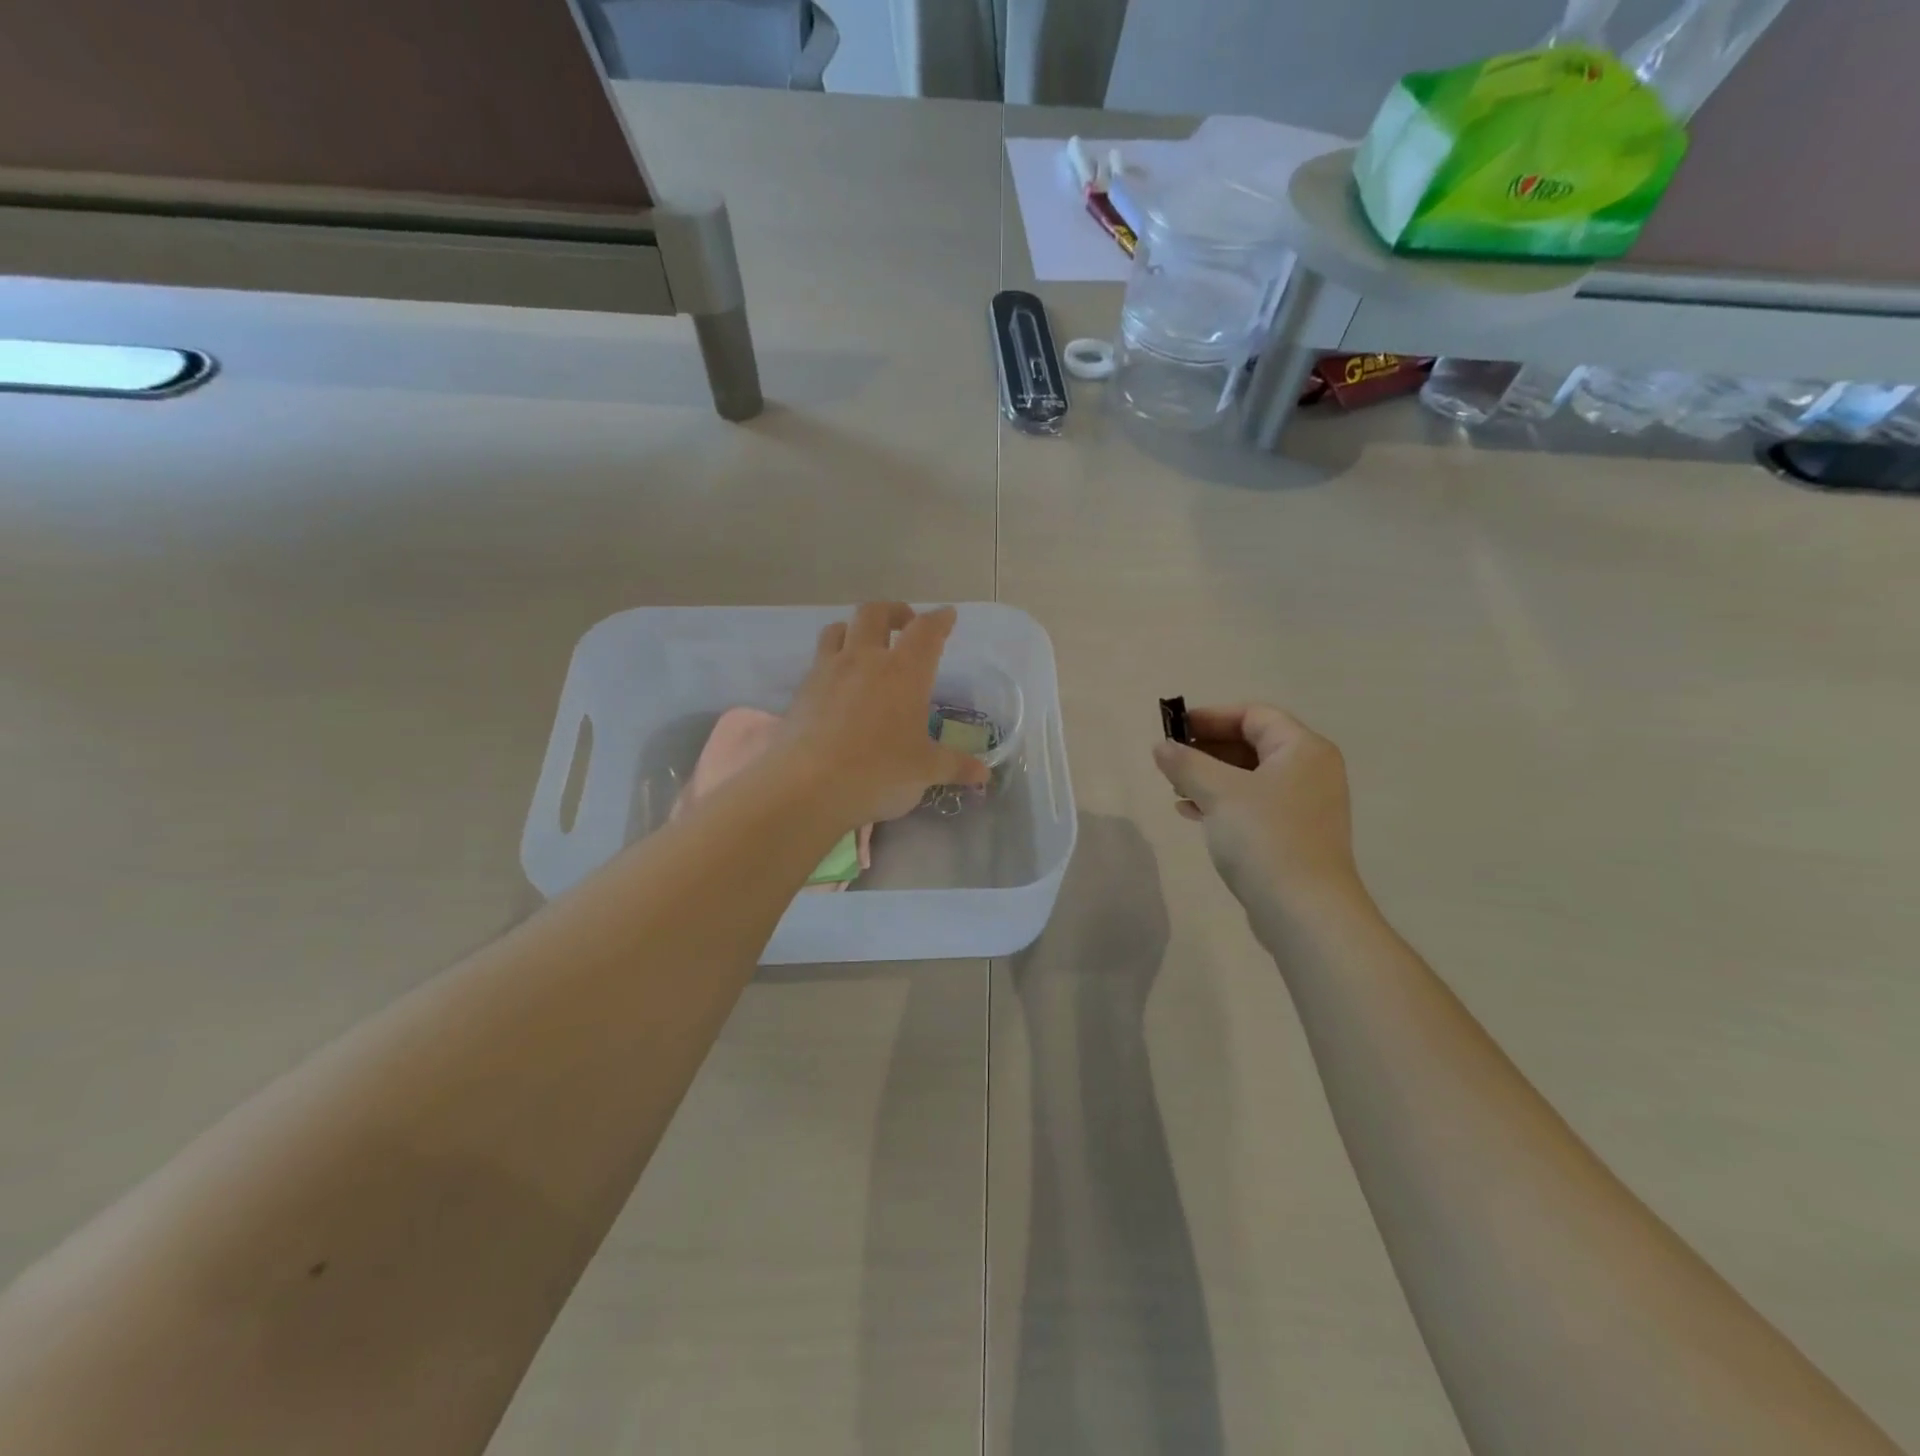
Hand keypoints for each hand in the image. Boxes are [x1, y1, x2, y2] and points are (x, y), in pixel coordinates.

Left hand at [775, 603, 990, 827]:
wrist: (807, 786)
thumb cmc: (878, 772)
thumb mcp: (924, 771)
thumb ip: (954, 766)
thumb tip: (983, 774)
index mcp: (904, 672)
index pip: (926, 631)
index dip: (939, 620)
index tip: (947, 616)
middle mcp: (865, 660)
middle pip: (875, 613)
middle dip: (893, 611)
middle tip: (905, 623)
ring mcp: (828, 671)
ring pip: (838, 628)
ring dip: (855, 629)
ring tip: (865, 645)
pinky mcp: (802, 690)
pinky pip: (819, 660)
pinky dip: (832, 660)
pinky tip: (838, 684)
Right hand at [1151, 703, 1365, 915]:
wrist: (1304, 911)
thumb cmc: (1264, 838)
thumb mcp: (1218, 792)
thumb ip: (1186, 763)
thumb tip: (1162, 747)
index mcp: (1302, 749)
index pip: (1253, 715)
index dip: (1210, 717)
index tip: (1173, 728)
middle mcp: (1310, 771)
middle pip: (1252, 744)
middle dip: (1207, 749)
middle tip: (1170, 759)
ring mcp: (1305, 805)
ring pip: (1250, 777)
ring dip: (1210, 776)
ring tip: (1175, 787)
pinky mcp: (1294, 835)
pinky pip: (1253, 804)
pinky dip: (1222, 802)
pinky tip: (1191, 813)